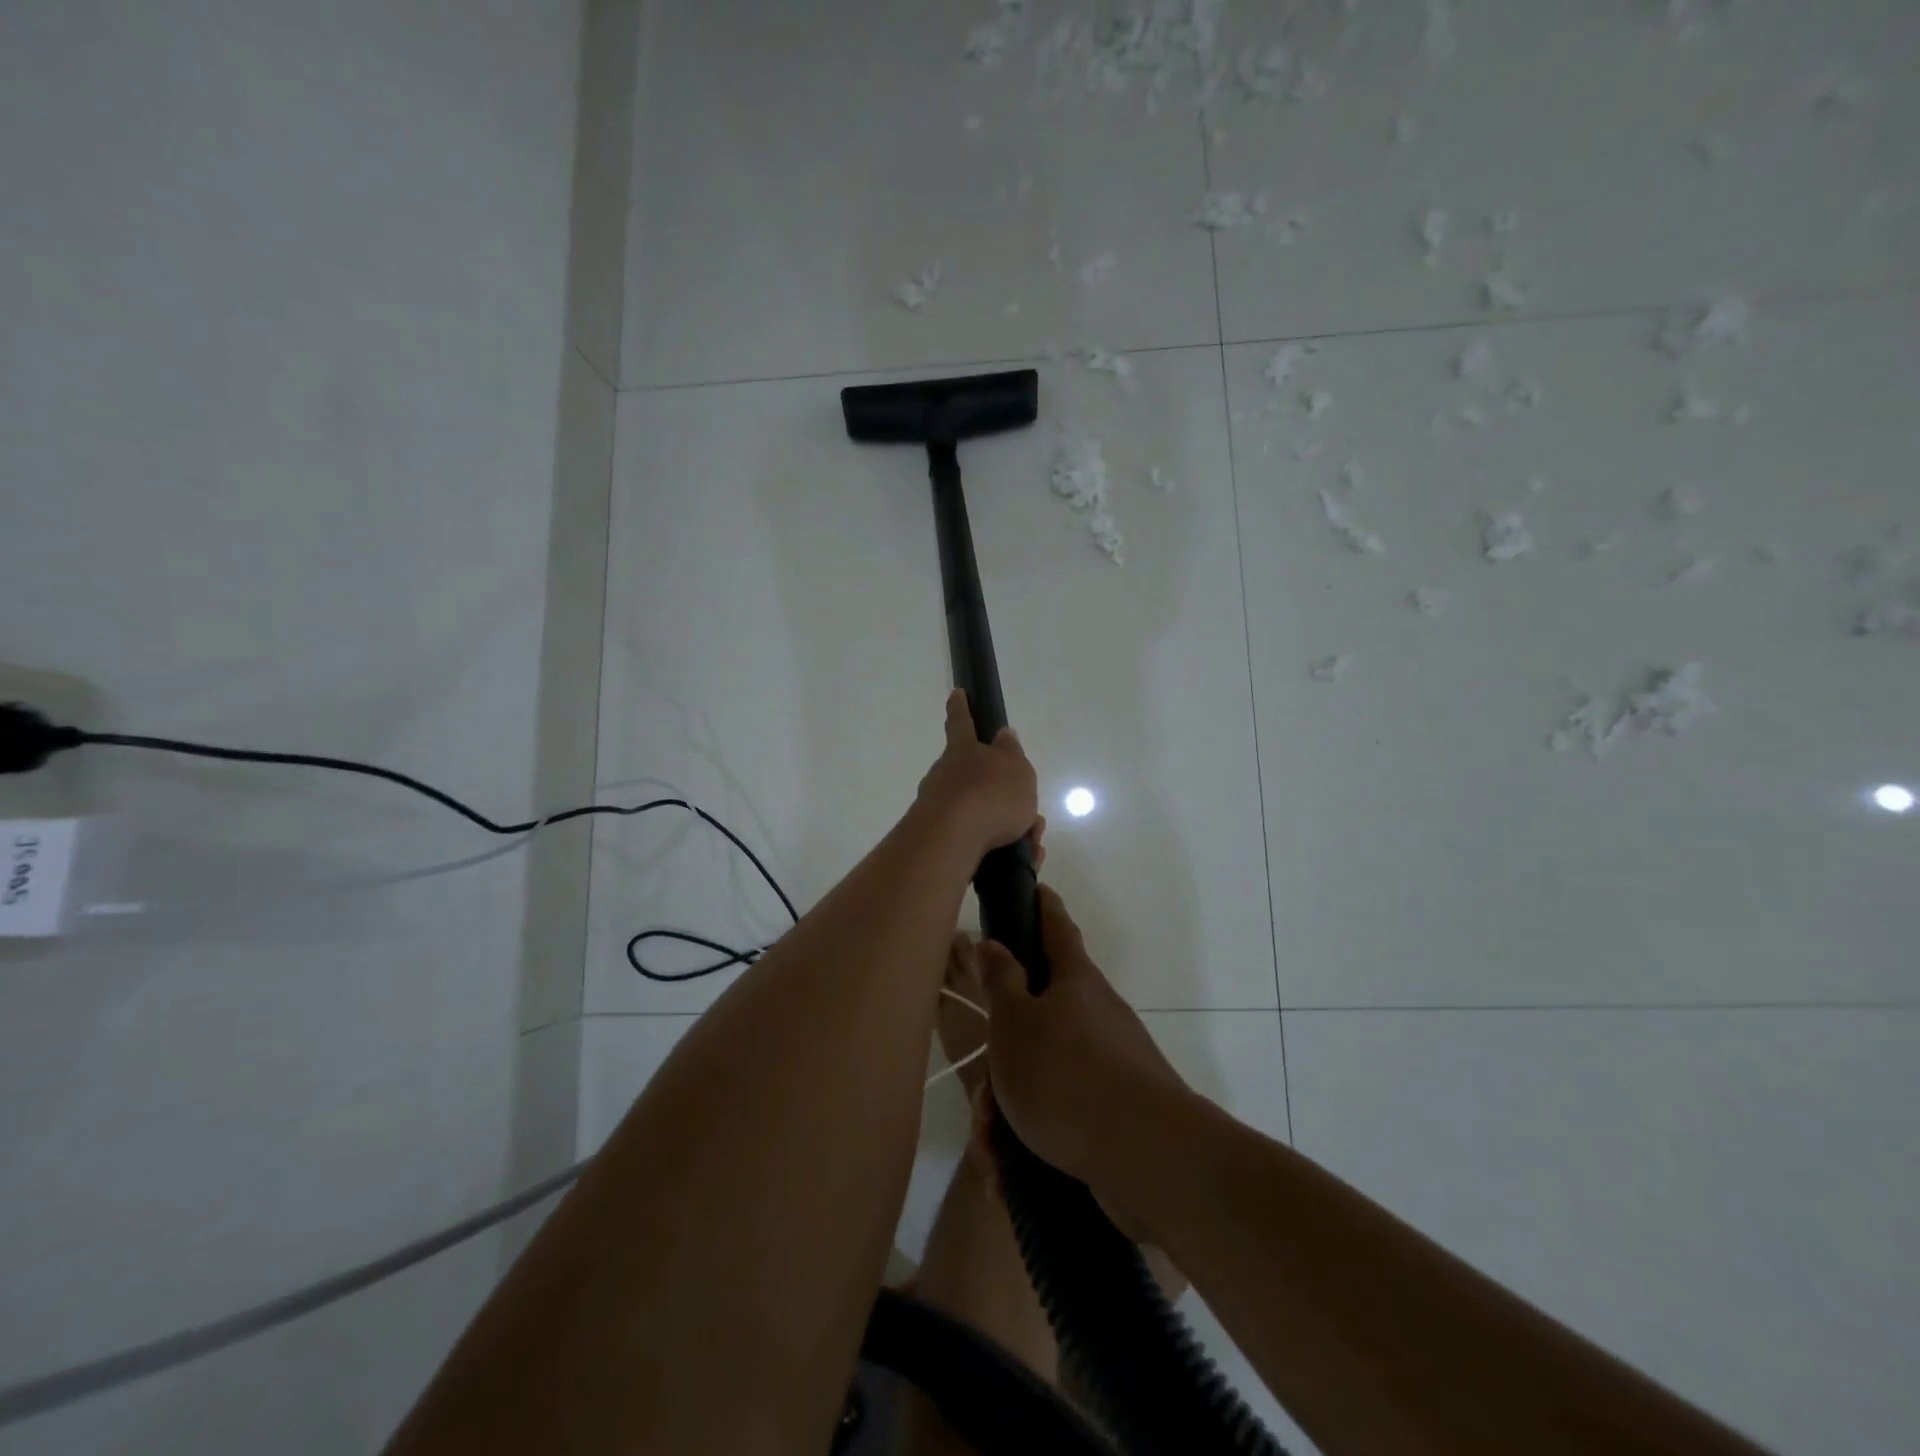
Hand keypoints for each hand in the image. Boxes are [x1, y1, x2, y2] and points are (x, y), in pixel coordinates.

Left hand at [916, 690, 1039, 861]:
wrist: (952, 841)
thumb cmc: (990, 795)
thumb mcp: (1015, 768)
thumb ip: (1011, 752)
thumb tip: (1003, 735)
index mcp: (963, 751)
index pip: (962, 722)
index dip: (961, 708)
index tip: (956, 693)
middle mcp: (945, 775)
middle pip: (976, 780)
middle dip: (1003, 797)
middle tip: (1031, 817)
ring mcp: (938, 807)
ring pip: (981, 814)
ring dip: (1009, 827)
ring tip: (1032, 845)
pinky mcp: (940, 839)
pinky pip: (977, 841)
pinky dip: (1001, 850)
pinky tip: (1021, 860)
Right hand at [975, 886, 1193, 1237]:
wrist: (1145, 1157)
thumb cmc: (1067, 1073)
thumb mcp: (1015, 1022)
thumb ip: (1000, 981)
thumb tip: (990, 941)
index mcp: (1074, 982)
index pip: (1056, 927)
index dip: (1042, 906)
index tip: (1035, 886)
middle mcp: (1096, 1015)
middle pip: (1038, 1019)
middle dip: (1003, 1058)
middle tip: (981, 1098)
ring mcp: (1110, 1065)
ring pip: (1042, 1076)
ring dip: (1009, 1111)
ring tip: (991, 1148)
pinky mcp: (1114, 1114)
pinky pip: (1059, 1117)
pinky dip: (1031, 1140)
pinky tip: (1010, 1173)